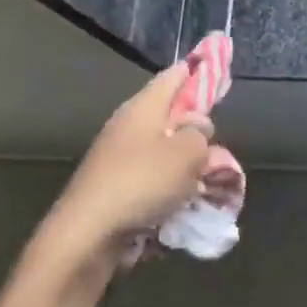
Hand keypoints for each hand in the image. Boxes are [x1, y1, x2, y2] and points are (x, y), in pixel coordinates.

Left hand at [33, 64, 212, 285]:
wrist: (87, 235)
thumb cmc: (142, 183)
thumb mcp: (188, 152)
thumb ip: (201, 133)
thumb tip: (197, 127)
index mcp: (144, 106)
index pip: (175, 75)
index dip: (199, 71)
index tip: (220, 73)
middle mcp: (129, 125)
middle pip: (172, 115)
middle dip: (197, 129)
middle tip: (217, 146)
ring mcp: (119, 157)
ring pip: (165, 150)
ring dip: (187, 163)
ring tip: (206, 183)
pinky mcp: (115, 187)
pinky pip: (153, 178)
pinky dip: (171, 187)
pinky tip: (183, 204)